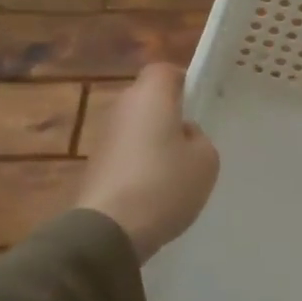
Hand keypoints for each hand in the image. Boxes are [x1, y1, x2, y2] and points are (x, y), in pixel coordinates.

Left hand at [73, 64, 219, 262]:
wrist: (109, 229)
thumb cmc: (164, 183)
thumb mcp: (206, 160)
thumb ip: (199, 138)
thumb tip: (183, 135)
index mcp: (150, 96)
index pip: (165, 71)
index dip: (185, 82)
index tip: (201, 103)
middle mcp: (122, 107)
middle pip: (149, 98)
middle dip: (171, 113)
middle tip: (194, 138)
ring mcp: (104, 137)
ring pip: (137, 126)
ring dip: (155, 140)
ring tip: (178, 169)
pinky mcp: (95, 165)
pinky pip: (127, 152)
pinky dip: (141, 163)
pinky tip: (156, 189)